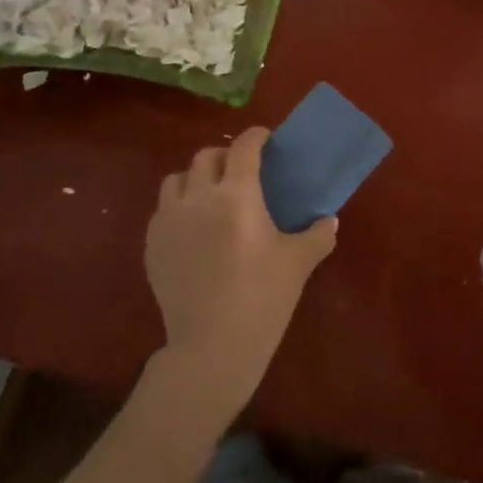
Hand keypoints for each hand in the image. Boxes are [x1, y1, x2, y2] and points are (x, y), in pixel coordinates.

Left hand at [143, 127, 338, 418]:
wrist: (212, 346)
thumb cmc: (263, 298)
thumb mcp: (298, 263)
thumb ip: (317, 235)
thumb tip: (329, 220)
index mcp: (237, 194)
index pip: (244, 147)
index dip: (256, 137)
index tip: (265, 139)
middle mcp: (198, 196)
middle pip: (207, 157)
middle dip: (226, 156)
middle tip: (241, 171)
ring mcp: (169, 220)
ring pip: (177, 179)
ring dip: (196, 178)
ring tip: (210, 195)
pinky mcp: (152, 243)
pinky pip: (163, 210)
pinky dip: (178, 207)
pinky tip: (192, 228)